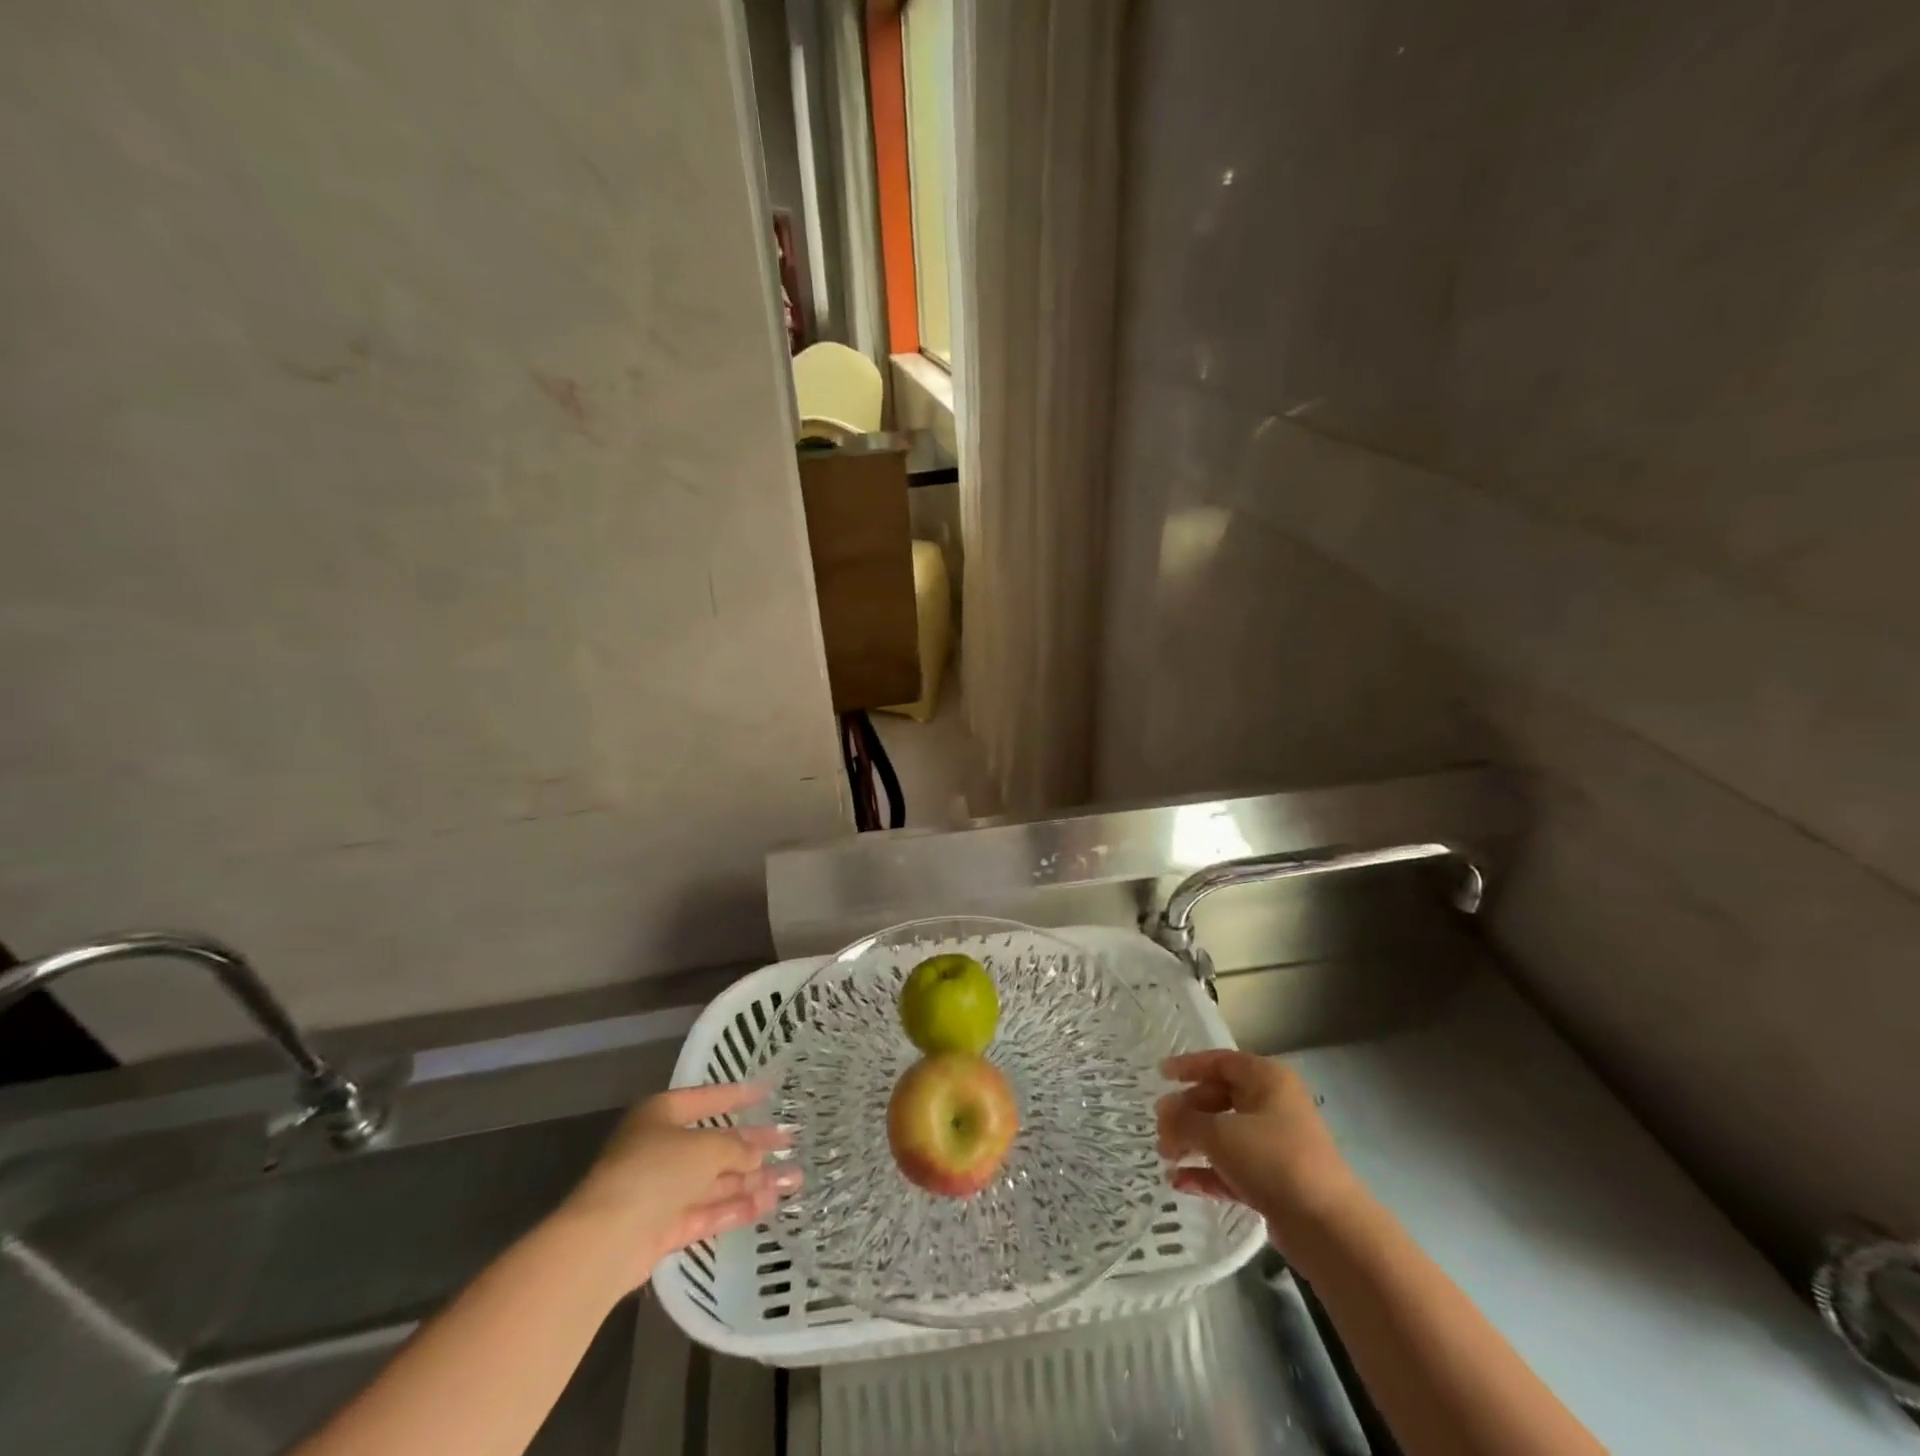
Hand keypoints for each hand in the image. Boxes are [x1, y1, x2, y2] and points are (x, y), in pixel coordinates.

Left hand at [563, 1082, 799, 1289]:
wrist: (605, 1241)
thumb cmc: (655, 1171)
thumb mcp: (705, 1148)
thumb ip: (737, 1148)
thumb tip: (759, 1155)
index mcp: (661, 1115)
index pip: (706, 1098)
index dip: (738, 1095)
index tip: (767, 1092)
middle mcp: (660, 1149)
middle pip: (715, 1144)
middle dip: (753, 1146)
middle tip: (790, 1142)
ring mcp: (661, 1191)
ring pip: (715, 1181)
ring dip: (753, 1180)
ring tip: (793, 1179)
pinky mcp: (663, 1229)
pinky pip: (707, 1212)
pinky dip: (736, 1208)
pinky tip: (768, 1204)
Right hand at [1157, 1049, 1361, 1252]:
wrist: (1329, 1229)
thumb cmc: (1273, 1160)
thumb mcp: (1220, 1134)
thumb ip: (1185, 1120)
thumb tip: (1163, 1111)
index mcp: (1267, 1079)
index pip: (1220, 1062)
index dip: (1188, 1066)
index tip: (1160, 1075)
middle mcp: (1273, 1105)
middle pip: (1219, 1098)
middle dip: (1186, 1114)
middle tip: (1160, 1129)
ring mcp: (1276, 1145)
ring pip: (1225, 1135)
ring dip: (1193, 1144)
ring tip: (1165, 1158)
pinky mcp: (1275, 1181)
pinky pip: (1233, 1167)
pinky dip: (1208, 1172)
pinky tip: (1180, 1183)